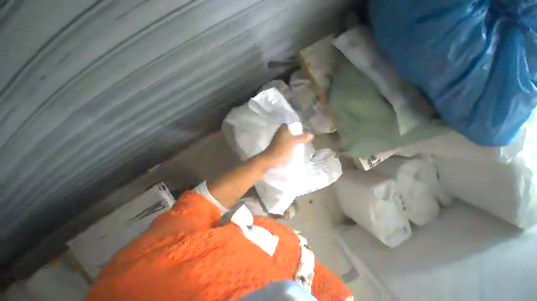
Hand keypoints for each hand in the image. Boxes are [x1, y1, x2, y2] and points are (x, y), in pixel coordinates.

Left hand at [259, 124, 313, 168]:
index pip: (290, 123)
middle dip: (296, 133)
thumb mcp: (294, 142)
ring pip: (287, 137)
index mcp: (282, 128)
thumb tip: (311, 135)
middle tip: (304, 136)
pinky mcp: (277, 146)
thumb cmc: (282, 149)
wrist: (271, 159)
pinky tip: (295, 148)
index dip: (296, 125)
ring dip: (293, 139)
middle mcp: (279, 132)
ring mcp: (277, 139)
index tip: (303, 128)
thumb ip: (302, 138)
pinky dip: (290, 144)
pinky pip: (285, 143)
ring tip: (301, 142)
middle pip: (289, 130)